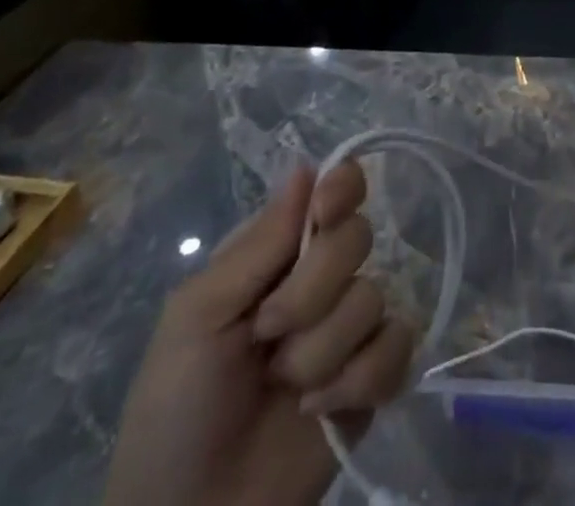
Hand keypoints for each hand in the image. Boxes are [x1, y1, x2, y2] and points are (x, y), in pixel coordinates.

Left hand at [104, 162, 416, 505]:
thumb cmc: (176, 410)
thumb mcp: (197, 316)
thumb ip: (258, 243)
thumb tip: (306, 164)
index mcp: (278, 254)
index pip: (333, 191)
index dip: (342, 188)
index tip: (327, 210)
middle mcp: (319, 279)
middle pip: (356, 238)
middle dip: (312, 292)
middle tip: (267, 334)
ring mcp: (349, 329)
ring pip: (373, 296)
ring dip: (322, 350)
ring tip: (285, 388)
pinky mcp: (374, 379)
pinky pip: (398, 345)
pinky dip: (360, 379)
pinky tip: (322, 409)